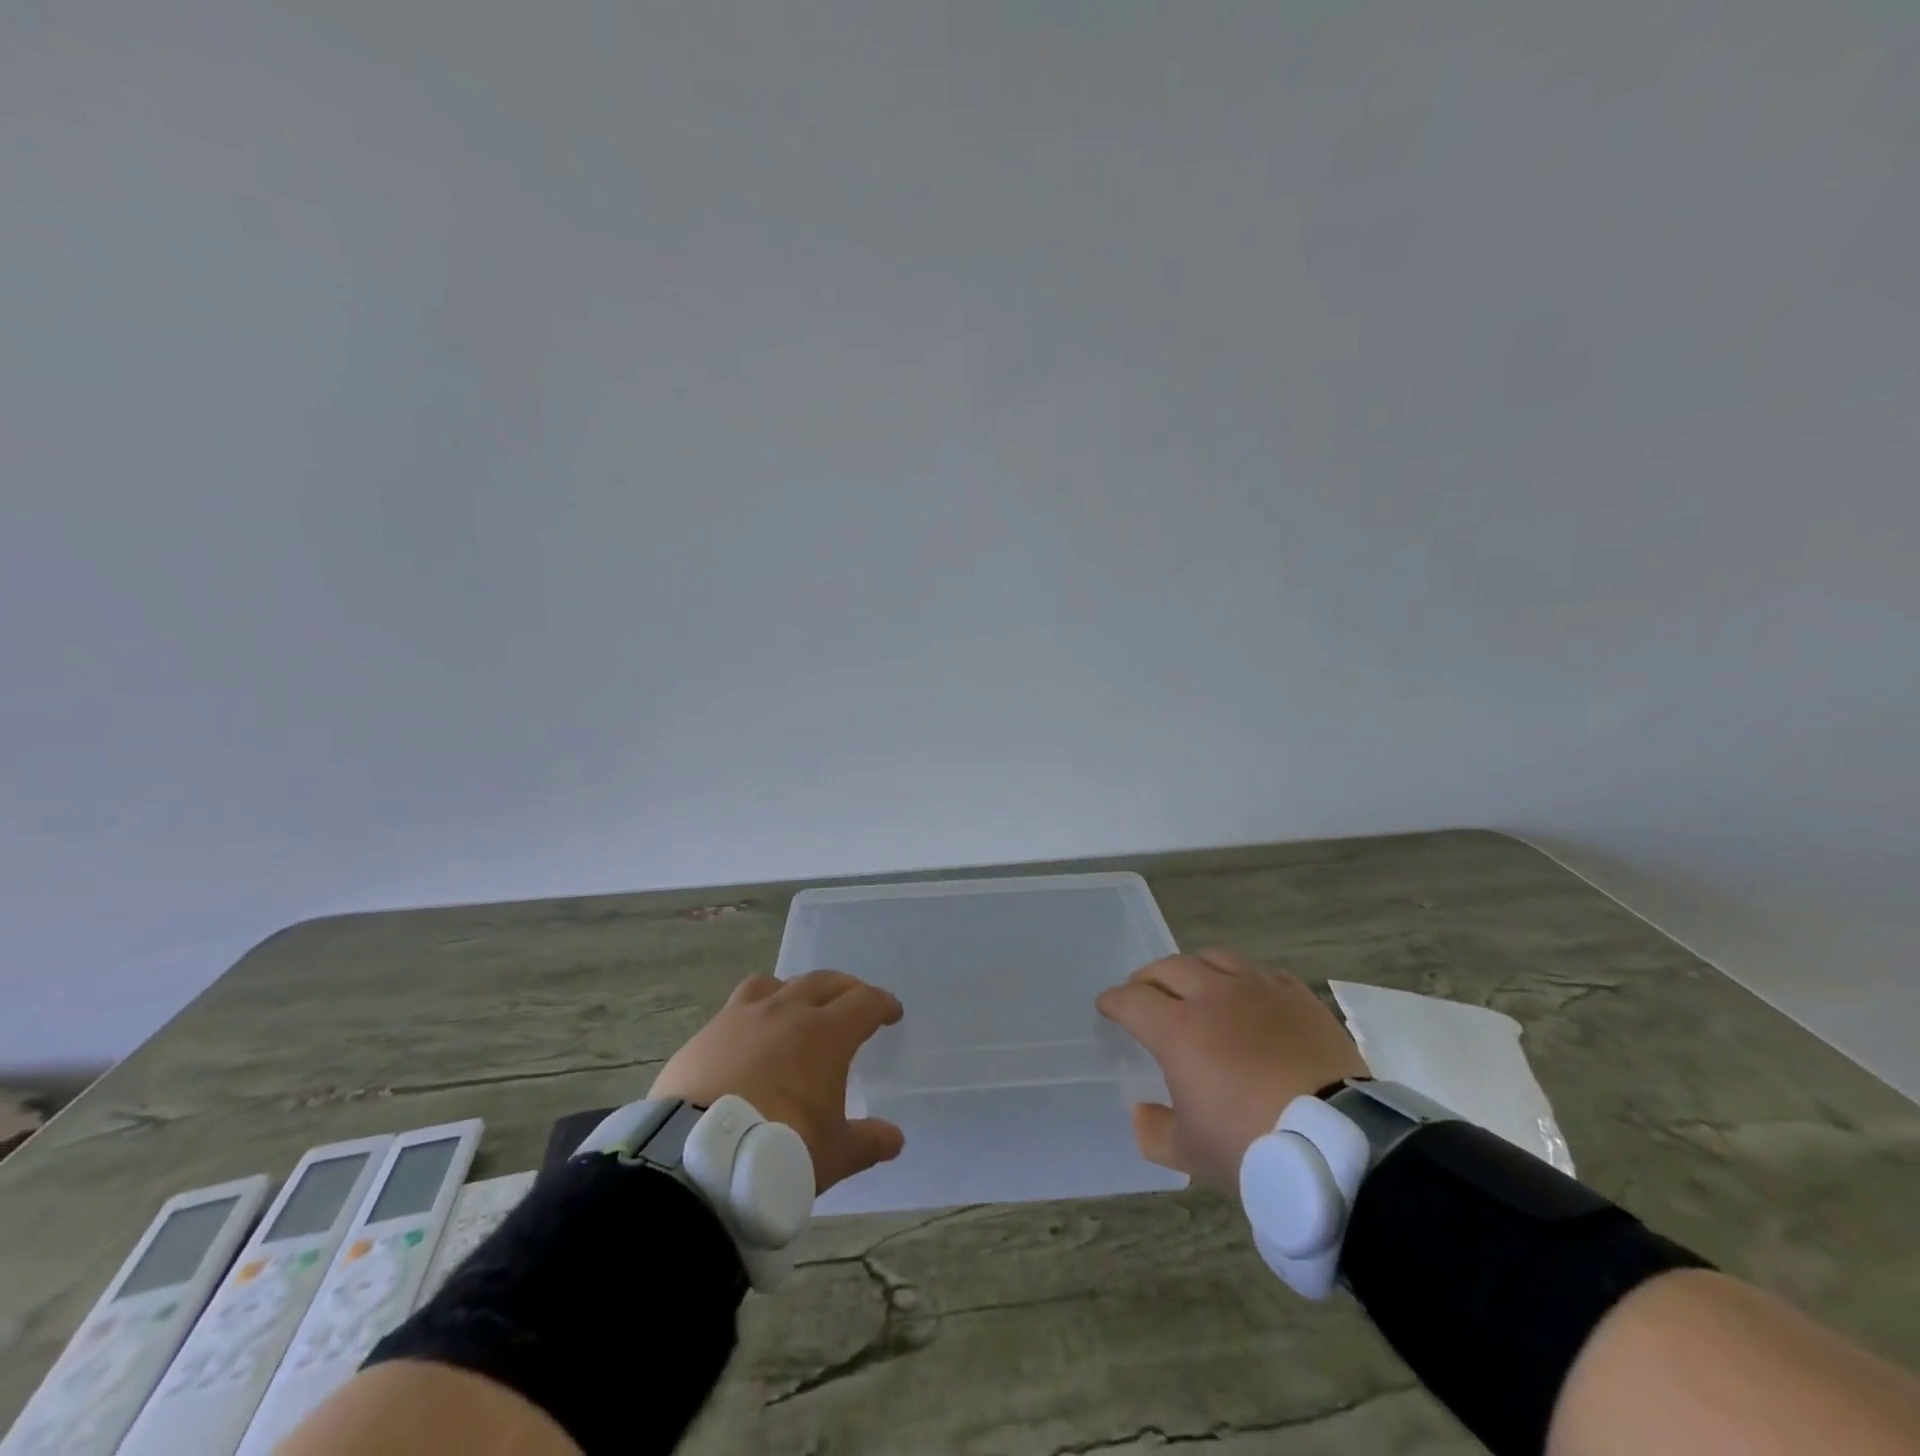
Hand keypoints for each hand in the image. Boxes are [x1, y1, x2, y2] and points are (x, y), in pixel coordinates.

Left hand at [651, 970, 905, 1193]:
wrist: (697, 1159)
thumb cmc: (779, 1150)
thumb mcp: (834, 1155)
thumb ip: (868, 1141)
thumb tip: (895, 1138)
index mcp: (826, 1033)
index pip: (865, 1002)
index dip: (882, 1004)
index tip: (892, 1012)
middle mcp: (787, 1012)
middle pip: (824, 982)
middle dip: (846, 989)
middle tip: (854, 1002)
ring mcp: (743, 1017)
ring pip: (776, 983)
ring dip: (795, 991)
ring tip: (797, 1008)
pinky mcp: (707, 1032)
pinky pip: (738, 1006)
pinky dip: (753, 1012)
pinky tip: (749, 1035)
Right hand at [1095, 949, 1367, 1191]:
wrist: (1341, 1145)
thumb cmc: (1254, 1148)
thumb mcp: (1192, 1154)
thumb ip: (1154, 1131)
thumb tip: (1141, 1113)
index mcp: (1178, 1029)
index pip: (1131, 1000)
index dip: (1113, 1001)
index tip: (1107, 1006)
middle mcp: (1213, 996)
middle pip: (1168, 967)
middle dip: (1148, 978)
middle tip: (1143, 992)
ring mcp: (1258, 990)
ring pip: (1214, 959)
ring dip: (1194, 969)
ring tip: (1194, 986)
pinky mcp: (1297, 996)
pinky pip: (1260, 974)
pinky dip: (1242, 981)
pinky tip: (1248, 999)